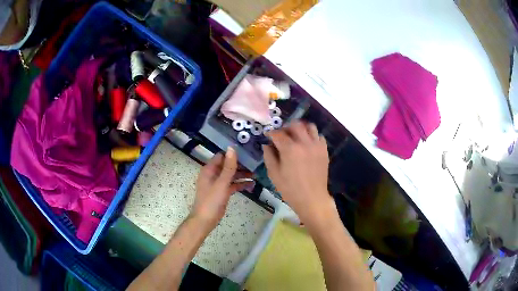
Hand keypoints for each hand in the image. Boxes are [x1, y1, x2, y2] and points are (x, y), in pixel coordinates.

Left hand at [191, 147, 252, 230]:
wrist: (205, 220)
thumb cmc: (211, 200)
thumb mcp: (222, 183)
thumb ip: (228, 167)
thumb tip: (232, 148)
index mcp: (209, 169)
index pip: (222, 156)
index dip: (233, 154)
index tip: (247, 152)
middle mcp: (213, 174)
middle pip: (228, 165)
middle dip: (240, 165)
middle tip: (255, 164)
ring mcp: (218, 184)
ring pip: (231, 175)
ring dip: (242, 175)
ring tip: (256, 174)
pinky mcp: (222, 192)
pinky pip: (232, 185)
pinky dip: (241, 184)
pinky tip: (252, 185)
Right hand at [263, 121, 333, 222]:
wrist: (312, 198)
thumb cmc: (290, 189)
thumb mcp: (274, 174)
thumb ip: (269, 156)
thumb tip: (267, 145)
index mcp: (290, 149)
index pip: (278, 134)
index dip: (271, 133)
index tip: (268, 136)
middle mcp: (304, 143)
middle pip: (295, 125)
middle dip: (286, 127)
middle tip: (282, 135)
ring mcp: (317, 145)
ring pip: (309, 127)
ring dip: (301, 128)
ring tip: (296, 136)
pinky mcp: (324, 150)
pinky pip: (319, 136)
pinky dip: (312, 136)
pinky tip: (307, 144)